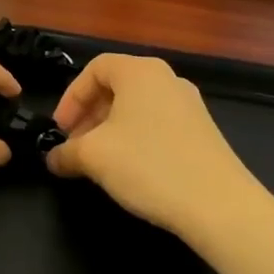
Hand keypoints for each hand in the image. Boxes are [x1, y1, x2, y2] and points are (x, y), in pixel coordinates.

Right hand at [46, 53, 262, 240]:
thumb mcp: (95, 157)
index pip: (95, 68)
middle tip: (75, 147)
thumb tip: (53, 158)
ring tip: (99, 162)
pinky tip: (131, 171)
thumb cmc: (149, 165)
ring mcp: (189, 105)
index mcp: (140, 71)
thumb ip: (66, 152)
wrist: (219, 204)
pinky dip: (136, 139)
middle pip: (117, 86)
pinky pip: (158, 124)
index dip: (71, 96)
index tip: (60, 130)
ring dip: (111, 130)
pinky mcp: (203, 131)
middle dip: (90, 115)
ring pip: (138, 107)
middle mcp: (166, 79)